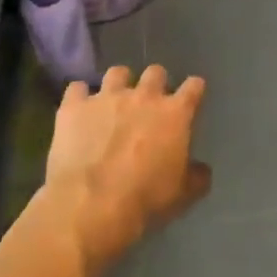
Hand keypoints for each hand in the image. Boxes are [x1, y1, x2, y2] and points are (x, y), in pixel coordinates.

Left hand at [45, 65, 211, 265]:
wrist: (91, 205)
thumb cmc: (145, 198)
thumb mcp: (183, 194)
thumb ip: (197, 177)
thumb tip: (202, 171)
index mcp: (175, 113)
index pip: (194, 86)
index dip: (194, 89)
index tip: (191, 97)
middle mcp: (144, 96)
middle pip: (155, 72)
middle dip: (155, 83)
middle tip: (149, 103)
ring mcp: (107, 97)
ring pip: (117, 73)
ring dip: (118, 84)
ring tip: (113, 101)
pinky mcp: (75, 107)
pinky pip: (77, 89)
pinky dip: (79, 98)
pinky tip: (79, 111)